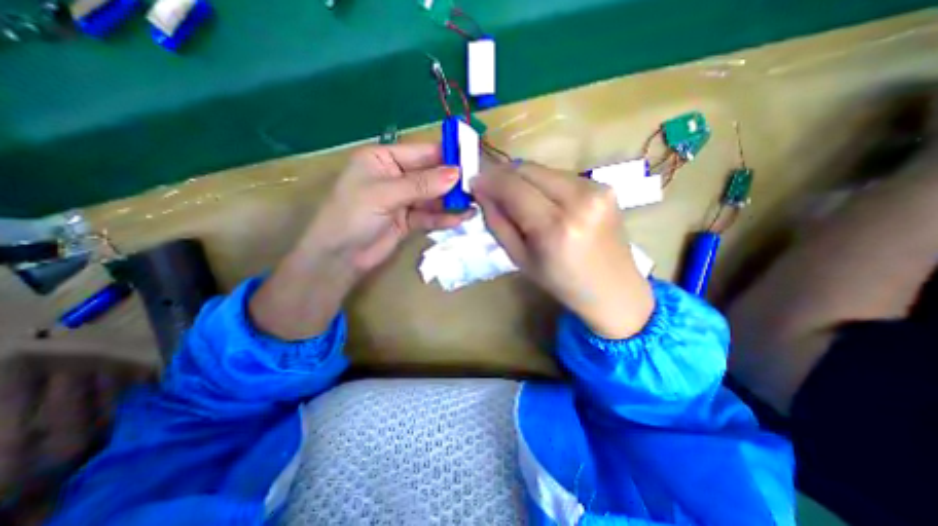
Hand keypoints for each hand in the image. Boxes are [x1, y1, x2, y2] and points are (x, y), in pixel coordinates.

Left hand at [303, 144, 477, 273]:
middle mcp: (395, 177)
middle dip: (452, 181)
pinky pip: (430, 216)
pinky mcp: (408, 221)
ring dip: (451, 201)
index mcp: (383, 159)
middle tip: (477, 185)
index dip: (446, 155)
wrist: (339, 257)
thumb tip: (456, 174)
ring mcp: (403, 200)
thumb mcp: (385, 194)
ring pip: (433, 197)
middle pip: (430, 175)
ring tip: (474, 204)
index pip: (421, 152)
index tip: (471, 160)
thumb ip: (422, 184)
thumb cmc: (353, 215)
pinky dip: (444, 218)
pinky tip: (461, 218)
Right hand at [477, 161, 653, 339]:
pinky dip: (543, 183)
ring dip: (523, 179)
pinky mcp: (605, 186)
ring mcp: (597, 189)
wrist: (613, 288)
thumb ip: (497, 222)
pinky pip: (561, 175)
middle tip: (491, 188)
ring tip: (516, 198)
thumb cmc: (561, 282)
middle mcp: (580, 200)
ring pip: (544, 169)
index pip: (514, 187)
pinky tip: (542, 200)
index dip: (490, 180)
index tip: (474, 181)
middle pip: (528, 169)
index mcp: (555, 227)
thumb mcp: (519, 258)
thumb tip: (482, 191)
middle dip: (504, 175)